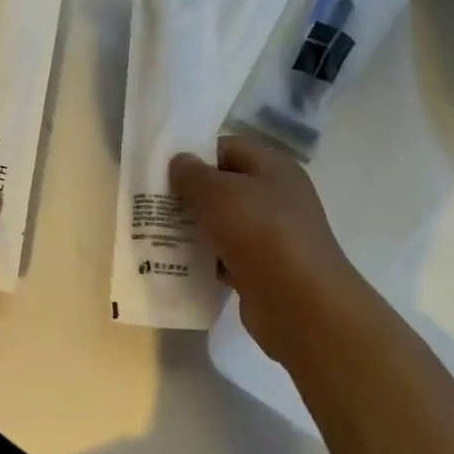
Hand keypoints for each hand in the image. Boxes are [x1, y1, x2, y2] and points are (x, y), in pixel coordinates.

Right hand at [169, 136, 361, 367]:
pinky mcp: (262, 270)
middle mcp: (276, 197)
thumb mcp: (219, 193)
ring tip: (155, 233)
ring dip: (194, 229)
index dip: (196, 155)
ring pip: (222, 224)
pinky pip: (226, 257)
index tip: (162, 170)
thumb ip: (193, 174)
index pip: (228, 148)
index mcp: (273, 168)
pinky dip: (205, 260)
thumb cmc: (261, 233)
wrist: (300, 304)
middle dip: (189, 195)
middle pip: (224, 187)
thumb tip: (180, 161)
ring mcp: (271, 236)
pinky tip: (176, 264)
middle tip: (152, 203)